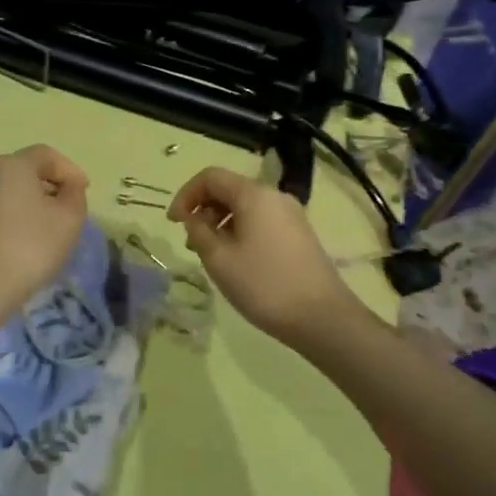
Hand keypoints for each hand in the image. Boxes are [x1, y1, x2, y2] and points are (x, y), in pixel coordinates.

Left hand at [0, 145, 90, 319]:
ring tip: (54, 228)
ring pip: (14, 192)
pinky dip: (19, 217)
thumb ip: (75, 194)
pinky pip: (1, 210)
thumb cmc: (30, 246)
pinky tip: (30, 241)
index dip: (70, 170)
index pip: (47, 155)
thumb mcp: (69, 218)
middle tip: (72, 209)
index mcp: (12, 165)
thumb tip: (68, 187)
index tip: (85, 191)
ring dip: (36, 203)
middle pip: (28, 171)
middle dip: (53, 186)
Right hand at [168, 167, 362, 345]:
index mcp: (254, 194)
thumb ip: (199, 232)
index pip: (210, 177)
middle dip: (203, 210)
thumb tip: (194, 219)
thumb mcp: (219, 260)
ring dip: (221, 224)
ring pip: (245, 207)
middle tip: (190, 243)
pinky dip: (240, 232)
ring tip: (211, 256)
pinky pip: (261, 222)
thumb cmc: (264, 285)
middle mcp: (274, 196)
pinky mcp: (299, 235)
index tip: (173, 223)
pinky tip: (236, 262)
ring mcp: (291, 215)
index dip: (186, 195)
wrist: (323, 318)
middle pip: (229, 189)